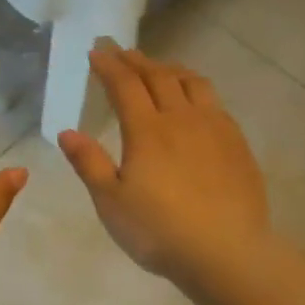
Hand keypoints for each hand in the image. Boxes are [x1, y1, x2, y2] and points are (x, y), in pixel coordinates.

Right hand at [57, 43, 270, 290]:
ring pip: (192, 83)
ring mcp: (215, 128)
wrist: (226, 252)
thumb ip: (89, 163)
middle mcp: (182, 118)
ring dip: (171, 69)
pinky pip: (215, 102)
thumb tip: (67, 132)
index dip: (108, 65)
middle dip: (137, 61)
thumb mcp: (111, 202)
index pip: (125, 85)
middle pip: (158, 77)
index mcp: (147, 130)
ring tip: (159, 68)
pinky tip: (195, 103)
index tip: (96, 52)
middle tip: (122, 52)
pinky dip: (196, 90)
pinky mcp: (237, 143)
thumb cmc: (159, 231)